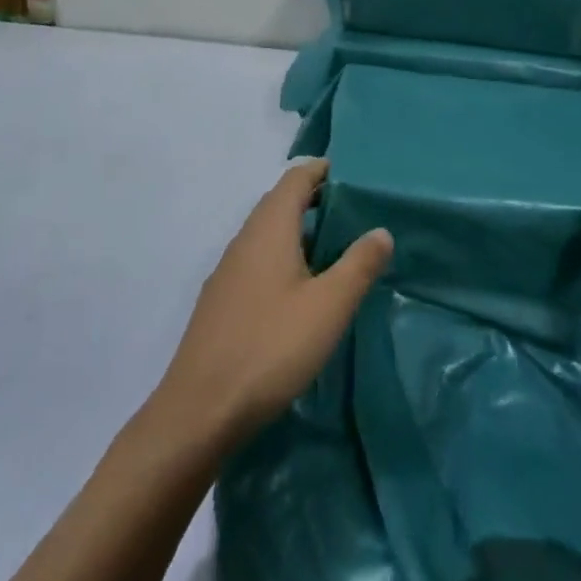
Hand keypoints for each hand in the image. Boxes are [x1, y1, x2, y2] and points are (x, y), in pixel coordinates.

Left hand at [156, 158, 391, 444]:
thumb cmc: (271, 347)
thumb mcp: (329, 306)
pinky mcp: (221, 301)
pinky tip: (298, 289)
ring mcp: (228, 271)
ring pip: (266, 233)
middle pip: (279, 202)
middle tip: (351, 212)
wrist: (200, 411)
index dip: (322, 170)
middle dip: (312, 198)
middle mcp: (245, 239)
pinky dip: (281, 256)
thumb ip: (358, 264)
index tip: (352, 175)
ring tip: (332, 248)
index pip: (295, 178)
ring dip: (297, 229)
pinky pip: (256, 259)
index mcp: (269, 228)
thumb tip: (381, 229)